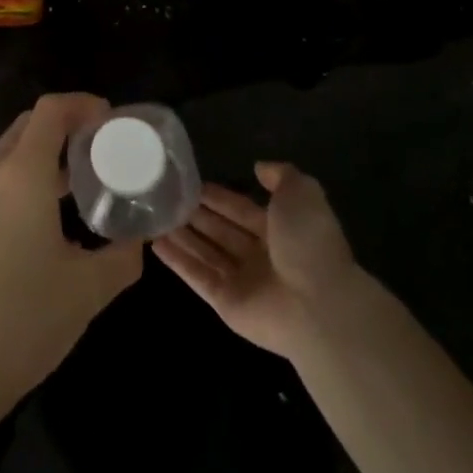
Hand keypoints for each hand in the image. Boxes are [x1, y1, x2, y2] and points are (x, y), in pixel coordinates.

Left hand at [0, 93, 142, 414]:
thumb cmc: (23, 321)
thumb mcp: (88, 289)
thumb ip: (123, 256)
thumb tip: (139, 238)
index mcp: (21, 174)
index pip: (51, 110)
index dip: (83, 104)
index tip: (111, 121)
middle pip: (29, 125)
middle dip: (66, 126)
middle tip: (100, 149)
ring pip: (10, 152)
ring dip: (44, 154)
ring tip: (79, 183)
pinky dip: (23, 177)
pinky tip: (45, 215)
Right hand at [154, 162, 362, 360]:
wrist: (318, 305)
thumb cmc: (308, 243)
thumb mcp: (301, 193)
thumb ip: (281, 175)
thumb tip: (259, 167)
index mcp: (280, 230)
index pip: (241, 209)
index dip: (218, 197)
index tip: (191, 182)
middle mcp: (260, 255)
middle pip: (221, 230)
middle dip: (196, 214)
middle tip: (166, 197)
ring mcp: (243, 281)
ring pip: (205, 252)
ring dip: (182, 235)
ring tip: (155, 217)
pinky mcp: (226, 303)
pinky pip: (197, 277)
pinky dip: (177, 260)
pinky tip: (154, 243)